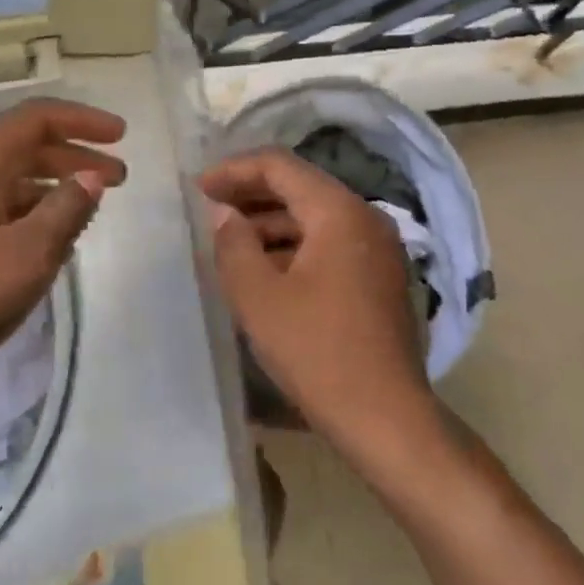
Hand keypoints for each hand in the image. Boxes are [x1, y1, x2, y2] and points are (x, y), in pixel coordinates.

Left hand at [0, 100, 126, 418]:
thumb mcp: (29, 254)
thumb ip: (67, 208)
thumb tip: (92, 176)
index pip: (37, 118)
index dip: (83, 121)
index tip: (122, 136)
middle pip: (22, 144)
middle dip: (73, 156)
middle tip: (118, 177)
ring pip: (7, 176)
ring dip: (51, 184)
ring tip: (89, 207)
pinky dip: (27, 208)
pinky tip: (48, 234)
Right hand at [201, 148, 436, 456]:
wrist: (385, 418)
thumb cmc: (316, 352)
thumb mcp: (258, 297)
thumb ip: (233, 244)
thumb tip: (224, 214)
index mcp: (339, 212)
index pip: (280, 166)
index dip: (234, 170)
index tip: (198, 188)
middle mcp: (365, 218)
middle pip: (300, 187)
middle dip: (250, 194)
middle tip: (208, 207)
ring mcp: (377, 249)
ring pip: (314, 216)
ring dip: (270, 222)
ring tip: (229, 240)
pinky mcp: (378, 277)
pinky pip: (328, 243)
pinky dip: (293, 245)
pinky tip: (263, 268)